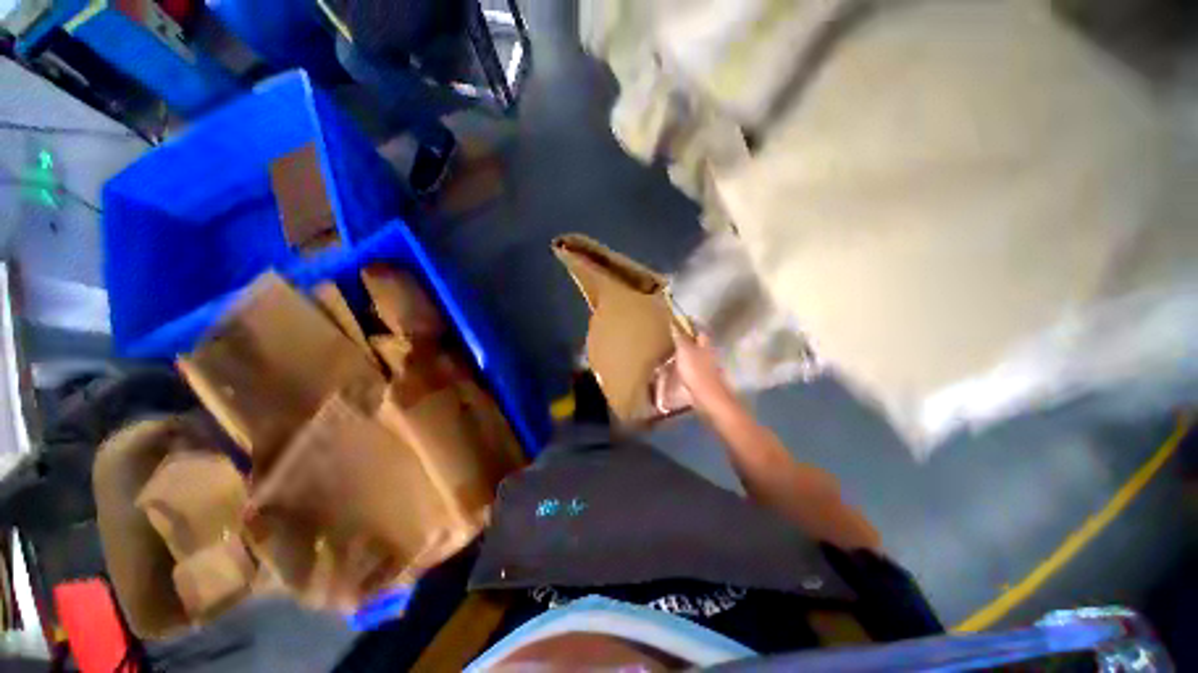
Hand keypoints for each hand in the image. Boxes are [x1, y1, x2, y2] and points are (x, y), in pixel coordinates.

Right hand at [671, 326, 736, 414]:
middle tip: (669, 338)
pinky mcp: (701, 381)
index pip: (698, 330)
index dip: (690, 325)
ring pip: (693, 357)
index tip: (678, 322)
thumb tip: (674, 323)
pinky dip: (681, 369)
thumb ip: (680, 338)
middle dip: (685, 340)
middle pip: (696, 344)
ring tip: (667, 354)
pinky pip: (689, 370)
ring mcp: (705, 368)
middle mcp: (707, 354)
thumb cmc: (696, 371)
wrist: (708, 398)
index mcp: (704, 345)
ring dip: (682, 355)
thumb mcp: (685, 351)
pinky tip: (672, 371)